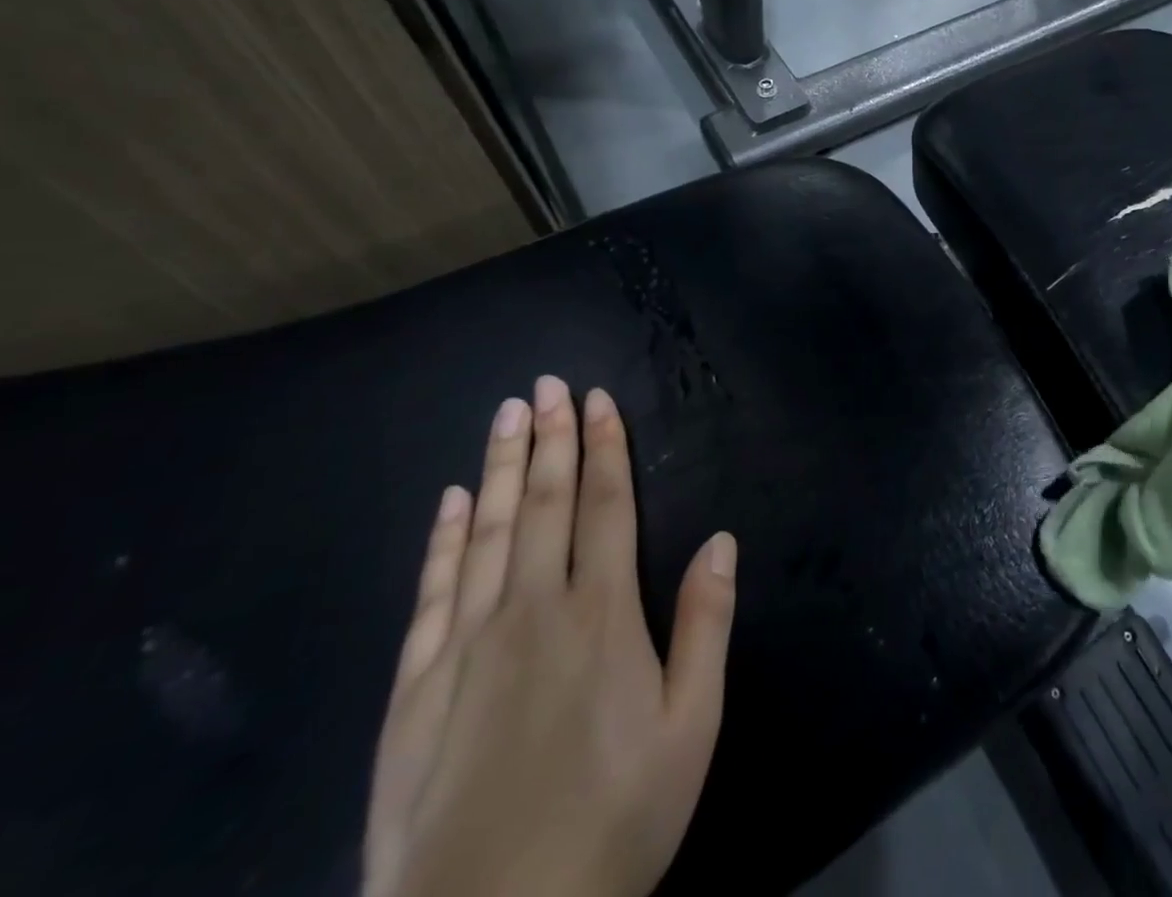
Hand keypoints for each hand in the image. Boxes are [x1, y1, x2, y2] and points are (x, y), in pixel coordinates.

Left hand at [364, 376, 737, 896]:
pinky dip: (444, 539)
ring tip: (506, 415)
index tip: (596, 399)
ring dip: (502, 467)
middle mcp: (532, 611)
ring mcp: (466, 647)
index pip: (606, 506)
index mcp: (602, 615)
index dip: (604, 447)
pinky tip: (453, 501)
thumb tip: (721, 539)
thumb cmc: (612, 824)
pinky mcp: (414, 690)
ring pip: (488, 532)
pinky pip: (432, 593)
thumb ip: (705, 625)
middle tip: (545, 384)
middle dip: (550, 438)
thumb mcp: (690, 729)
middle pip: (545, 504)